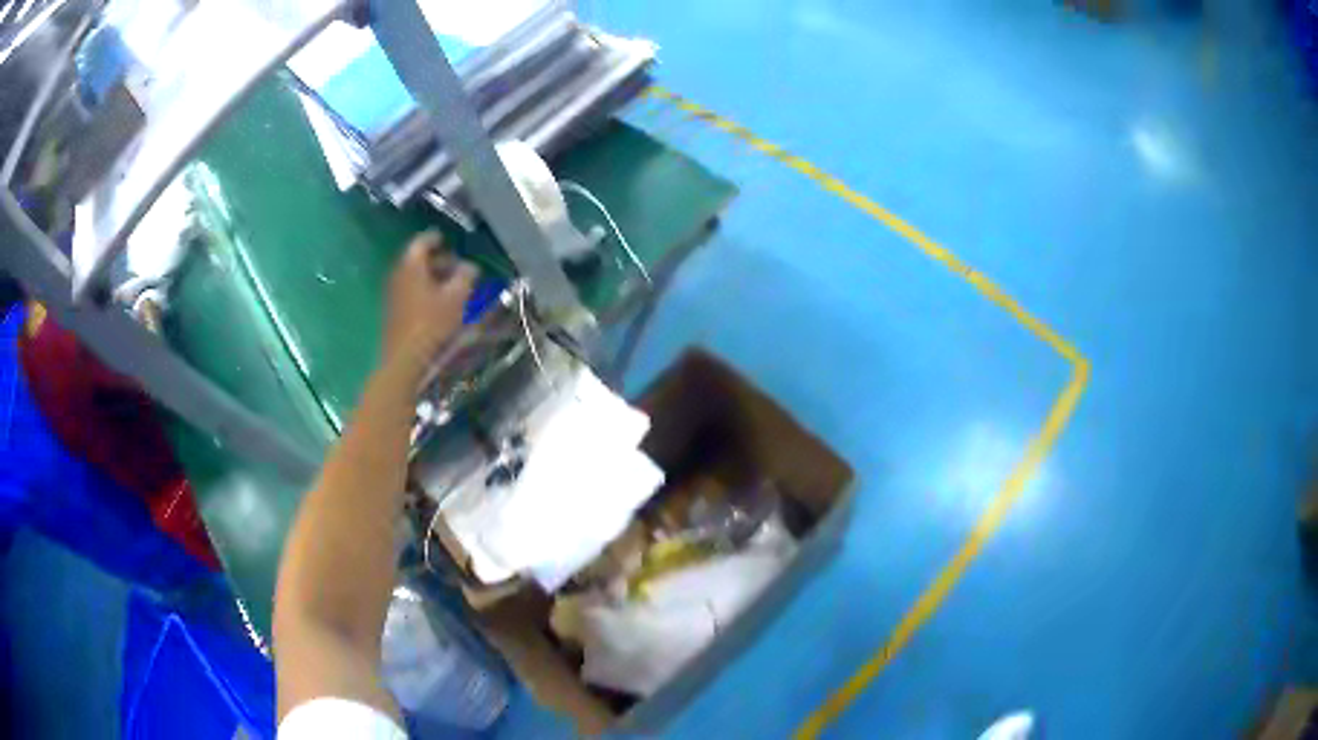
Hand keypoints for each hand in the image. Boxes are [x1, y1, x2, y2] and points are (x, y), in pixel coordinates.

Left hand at [382, 231, 475, 376]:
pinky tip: (439, 303)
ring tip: (452, 286)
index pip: (423, 241)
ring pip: (414, 276)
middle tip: (457, 265)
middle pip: (417, 259)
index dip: (437, 238)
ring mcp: (393, 293)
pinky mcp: (393, 311)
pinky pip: (410, 291)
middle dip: (438, 260)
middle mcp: (398, 274)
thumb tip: (470, 266)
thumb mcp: (457, 297)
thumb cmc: (432, 323)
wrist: (404, 358)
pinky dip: (424, 290)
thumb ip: (465, 276)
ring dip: (432, 277)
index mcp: (411, 264)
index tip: (449, 239)